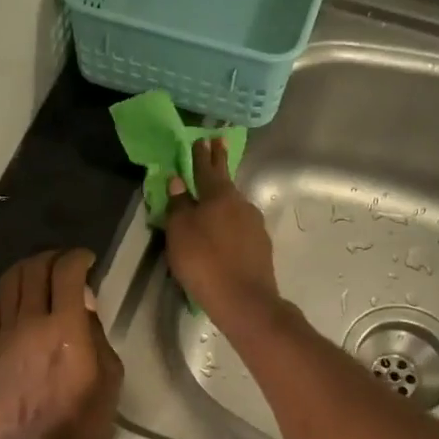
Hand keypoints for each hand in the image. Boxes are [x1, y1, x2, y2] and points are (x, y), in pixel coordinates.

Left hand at [0, 248, 122, 438]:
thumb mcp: (108, 381)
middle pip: (34, 268)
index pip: (67, 271)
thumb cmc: (77, 422)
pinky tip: (15, 302)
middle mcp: (33, 321)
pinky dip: (4, 294)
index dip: (78, 257)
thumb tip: (85, 309)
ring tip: (40, 276)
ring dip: (26, 269)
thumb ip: (98, 338)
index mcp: (67, 327)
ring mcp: (6, 334)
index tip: (89, 261)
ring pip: (8, 282)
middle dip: (52, 257)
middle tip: (66, 264)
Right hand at [164, 138, 280, 327]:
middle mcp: (241, 204)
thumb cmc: (204, 262)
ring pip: (235, 205)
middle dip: (219, 163)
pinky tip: (225, 233)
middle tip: (218, 144)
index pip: (207, 169)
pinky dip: (230, 223)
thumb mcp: (180, 233)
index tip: (202, 138)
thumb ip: (179, 205)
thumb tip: (178, 181)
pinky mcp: (260, 246)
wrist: (244, 300)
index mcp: (219, 196)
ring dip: (224, 198)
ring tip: (214, 198)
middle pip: (225, 182)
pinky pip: (240, 227)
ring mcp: (254, 225)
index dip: (202, 155)